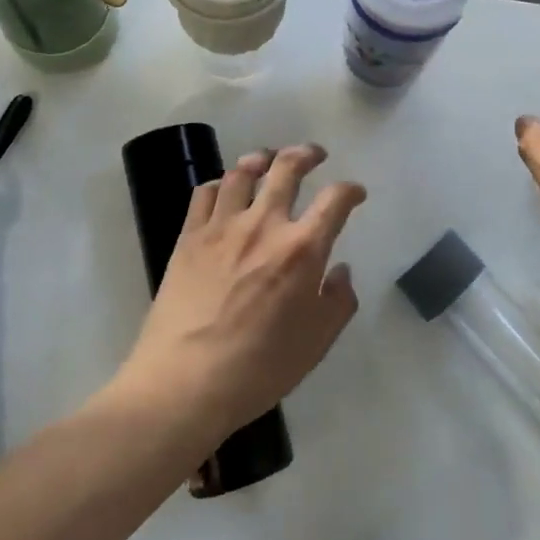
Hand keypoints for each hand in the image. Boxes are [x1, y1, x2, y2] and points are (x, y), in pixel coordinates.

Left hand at [117, 144, 366, 440]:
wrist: (184, 384)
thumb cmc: (259, 368)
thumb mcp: (317, 343)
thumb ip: (338, 301)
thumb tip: (339, 271)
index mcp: (302, 249)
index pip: (335, 200)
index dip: (350, 191)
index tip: (355, 194)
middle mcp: (264, 225)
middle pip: (287, 168)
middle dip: (306, 154)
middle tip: (314, 155)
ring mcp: (222, 227)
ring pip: (243, 172)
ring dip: (261, 159)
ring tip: (268, 160)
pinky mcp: (188, 237)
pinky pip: (206, 193)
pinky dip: (221, 183)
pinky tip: (226, 190)